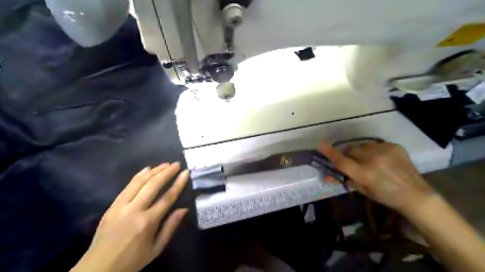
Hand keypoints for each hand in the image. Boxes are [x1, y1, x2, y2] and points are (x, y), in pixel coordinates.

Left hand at [71, 162, 188, 271]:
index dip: (178, 183)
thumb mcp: (156, 248)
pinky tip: (146, 169)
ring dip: (153, 171)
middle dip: (166, 172)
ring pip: (139, 182)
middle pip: (153, 185)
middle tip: (176, 164)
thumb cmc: (132, 260)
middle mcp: (134, 210)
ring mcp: (121, 206)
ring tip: (164, 164)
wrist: (98, 269)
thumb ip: (170, 227)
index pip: (167, 197)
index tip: (185, 172)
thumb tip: (183, 209)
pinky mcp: (112, 206)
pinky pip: (127, 187)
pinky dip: (138, 176)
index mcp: (148, 222)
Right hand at [319, 142, 435, 214]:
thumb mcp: (363, 190)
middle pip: (351, 149)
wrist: (416, 194)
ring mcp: (385, 151)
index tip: (321, 145)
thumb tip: (327, 175)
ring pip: (363, 145)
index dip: (330, 153)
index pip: (343, 161)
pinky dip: (374, 151)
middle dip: (348, 153)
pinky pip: (376, 145)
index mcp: (365, 174)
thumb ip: (345, 179)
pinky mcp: (394, 146)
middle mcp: (373, 160)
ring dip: (361, 151)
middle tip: (352, 160)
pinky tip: (382, 159)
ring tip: (369, 160)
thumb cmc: (386, 196)